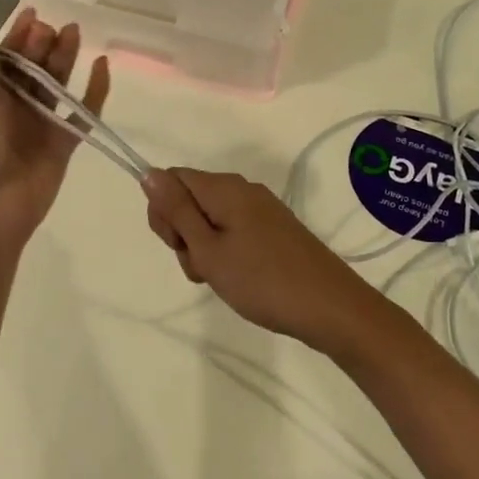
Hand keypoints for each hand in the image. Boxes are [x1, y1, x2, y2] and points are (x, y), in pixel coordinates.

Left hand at [0, 8, 108, 255]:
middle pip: (31, 68)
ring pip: (56, 84)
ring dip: (65, 58)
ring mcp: (38, 125)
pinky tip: (103, 66)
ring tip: (76, 32)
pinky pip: (83, 112)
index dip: (16, 35)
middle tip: (55, 26)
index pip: (2, 58)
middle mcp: (10, 108)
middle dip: (41, 44)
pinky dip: (95, 91)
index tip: (33, 13)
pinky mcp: (63, 144)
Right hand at [142, 168, 385, 353]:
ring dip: (204, 248)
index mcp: (224, 187)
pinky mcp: (274, 228)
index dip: (164, 211)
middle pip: (191, 198)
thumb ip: (177, 210)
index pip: (173, 179)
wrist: (329, 306)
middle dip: (183, 233)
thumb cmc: (261, 279)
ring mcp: (261, 208)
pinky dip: (227, 252)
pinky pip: (234, 230)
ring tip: (222, 278)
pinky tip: (239, 278)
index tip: (177, 245)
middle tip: (202, 266)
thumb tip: (149, 172)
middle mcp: (242, 189)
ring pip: (211, 219)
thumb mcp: (208, 249)